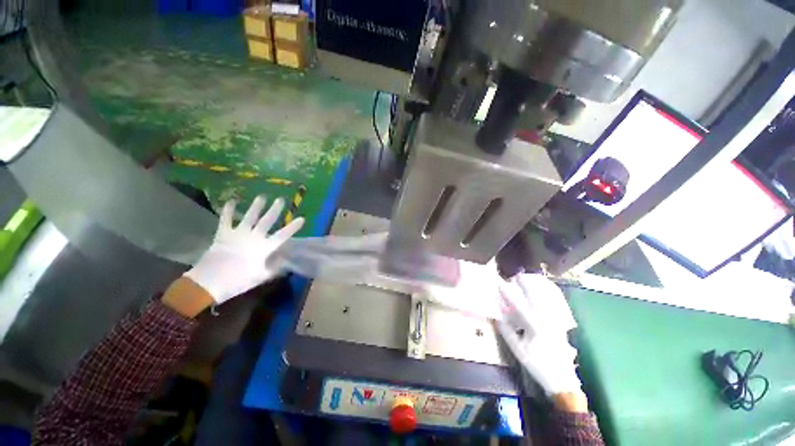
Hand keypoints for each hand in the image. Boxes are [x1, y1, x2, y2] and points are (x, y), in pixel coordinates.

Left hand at [184, 195, 304, 304]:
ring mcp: (238, 234)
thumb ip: (275, 268)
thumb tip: (287, 262)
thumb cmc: (238, 281)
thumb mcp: (260, 277)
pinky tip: (231, 201)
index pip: (283, 235)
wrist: (209, 282)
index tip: (302, 218)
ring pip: (249, 217)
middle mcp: (253, 237)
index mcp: (264, 248)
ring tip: (262, 196)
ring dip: (256, 206)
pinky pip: (226, 219)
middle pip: (267, 221)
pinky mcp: (223, 233)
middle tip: (281, 199)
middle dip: (275, 210)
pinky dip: (228, 210)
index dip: (293, 227)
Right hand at [497, 274, 581, 398]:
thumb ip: (507, 332)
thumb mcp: (518, 351)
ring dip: (536, 289)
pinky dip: (546, 297)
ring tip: (529, 280)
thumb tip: (497, 317)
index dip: (508, 294)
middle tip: (517, 276)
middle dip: (526, 285)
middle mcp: (547, 321)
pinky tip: (542, 293)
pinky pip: (552, 306)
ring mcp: (555, 322)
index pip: (519, 306)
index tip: (500, 284)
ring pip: (546, 300)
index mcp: (535, 327)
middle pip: (536, 298)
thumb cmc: (538, 365)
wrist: (562, 380)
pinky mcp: (560, 325)